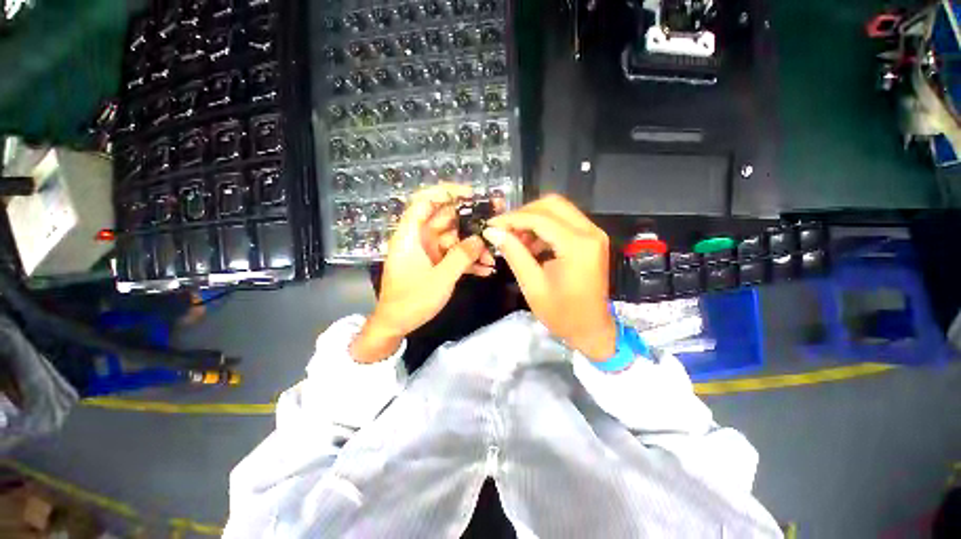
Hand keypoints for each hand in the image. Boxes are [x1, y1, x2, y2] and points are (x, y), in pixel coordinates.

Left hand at [351, 183, 494, 362]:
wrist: (396, 325)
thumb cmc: (411, 301)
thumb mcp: (440, 279)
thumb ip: (462, 257)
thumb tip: (480, 239)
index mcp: (411, 236)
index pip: (424, 202)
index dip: (446, 192)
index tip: (471, 195)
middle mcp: (419, 239)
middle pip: (445, 220)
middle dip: (470, 223)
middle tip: (494, 225)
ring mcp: (428, 252)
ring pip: (454, 240)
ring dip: (472, 248)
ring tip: (492, 257)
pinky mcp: (434, 264)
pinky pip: (453, 256)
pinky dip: (467, 261)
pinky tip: (485, 270)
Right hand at [483, 195, 615, 359]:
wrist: (592, 330)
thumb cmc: (562, 314)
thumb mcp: (533, 285)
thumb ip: (514, 253)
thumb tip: (493, 232)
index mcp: (577, 245)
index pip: (539, 218)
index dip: (511, 219)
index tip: (491, 225)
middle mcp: (590, 232)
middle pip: (551, 204)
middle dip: (523, 214)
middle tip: (504, 230)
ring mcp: (593, 233)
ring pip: (558, 210)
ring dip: (533, 220)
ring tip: (516, 240)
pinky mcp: (591, 239)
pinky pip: (564, 221)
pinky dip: (544, 228)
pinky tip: (531, 245)